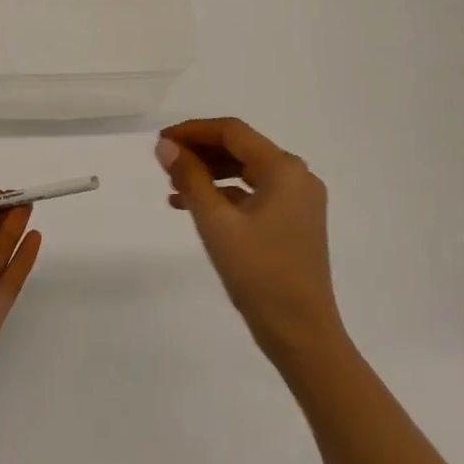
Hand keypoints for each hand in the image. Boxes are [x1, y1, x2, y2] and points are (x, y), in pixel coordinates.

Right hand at [157, 118, 341, 358]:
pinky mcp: (294, 221)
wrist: (302, 333)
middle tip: (164, 163)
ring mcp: (299, 200)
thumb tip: (166, 146)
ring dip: (210, 174)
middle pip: (241, 149)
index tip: (161, 140)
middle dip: (200, 152)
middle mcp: (297, 176)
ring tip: (173, 186)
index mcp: (284, 169)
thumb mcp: (215, 223)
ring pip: (246, 171)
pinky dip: (225, 195)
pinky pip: (254, 194)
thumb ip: (190, 178)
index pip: (232, 132)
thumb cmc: (259, 274)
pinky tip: (194, 208)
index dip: (193, 130)